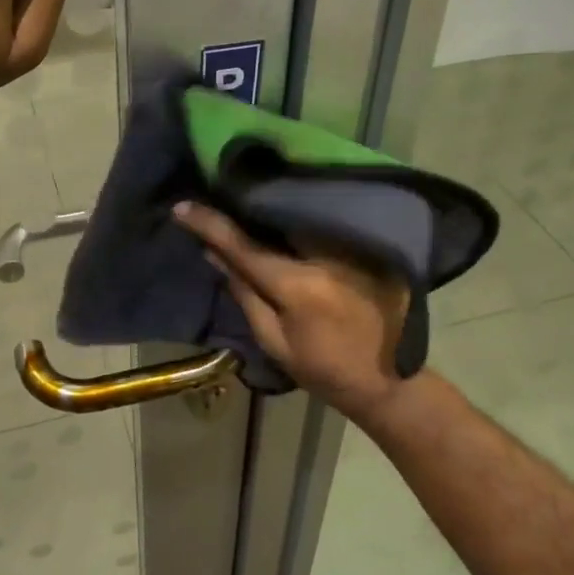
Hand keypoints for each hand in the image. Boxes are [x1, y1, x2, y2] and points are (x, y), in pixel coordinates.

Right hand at [173, 201, 413, 420]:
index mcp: (298, 285)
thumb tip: (214, 253)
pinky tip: (288, 212)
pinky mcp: (373, 246)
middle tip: (219, 191)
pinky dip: (303, 216)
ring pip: (302, 214)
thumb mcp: (275, 342)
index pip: (244, 246)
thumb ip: (245, 293)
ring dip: (274, 205)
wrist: (391, 382)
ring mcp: (354, 247)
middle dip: (245, 204)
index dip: (210, 224)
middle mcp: (327, 255)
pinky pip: (327, 222)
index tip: (182, 207)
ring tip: (250, 195)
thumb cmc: (325, 370)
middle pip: (276, 217)